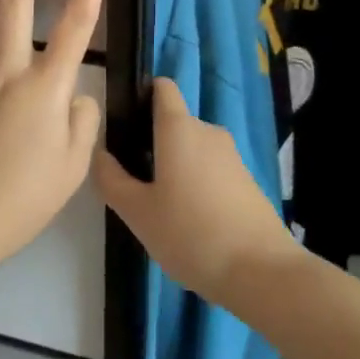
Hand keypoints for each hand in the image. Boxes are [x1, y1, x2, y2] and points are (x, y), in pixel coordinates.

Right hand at [95, 79, 304, 307]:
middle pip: (174, 122)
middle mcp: (207, 131)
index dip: (143, 95)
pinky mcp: (246, 180)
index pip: (162, 87)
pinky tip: (190, 221)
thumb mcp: (138, 212)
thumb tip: (99, 153)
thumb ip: (112, 180)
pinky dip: (197, 184)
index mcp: (179, 128)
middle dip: (152, 143)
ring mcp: (231, 156)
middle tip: (134, 182)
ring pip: (193, 149)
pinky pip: (211, 170)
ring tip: (160, 207)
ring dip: (174, 167)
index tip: (125, 123)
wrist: (260, 270)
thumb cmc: (190, 233)